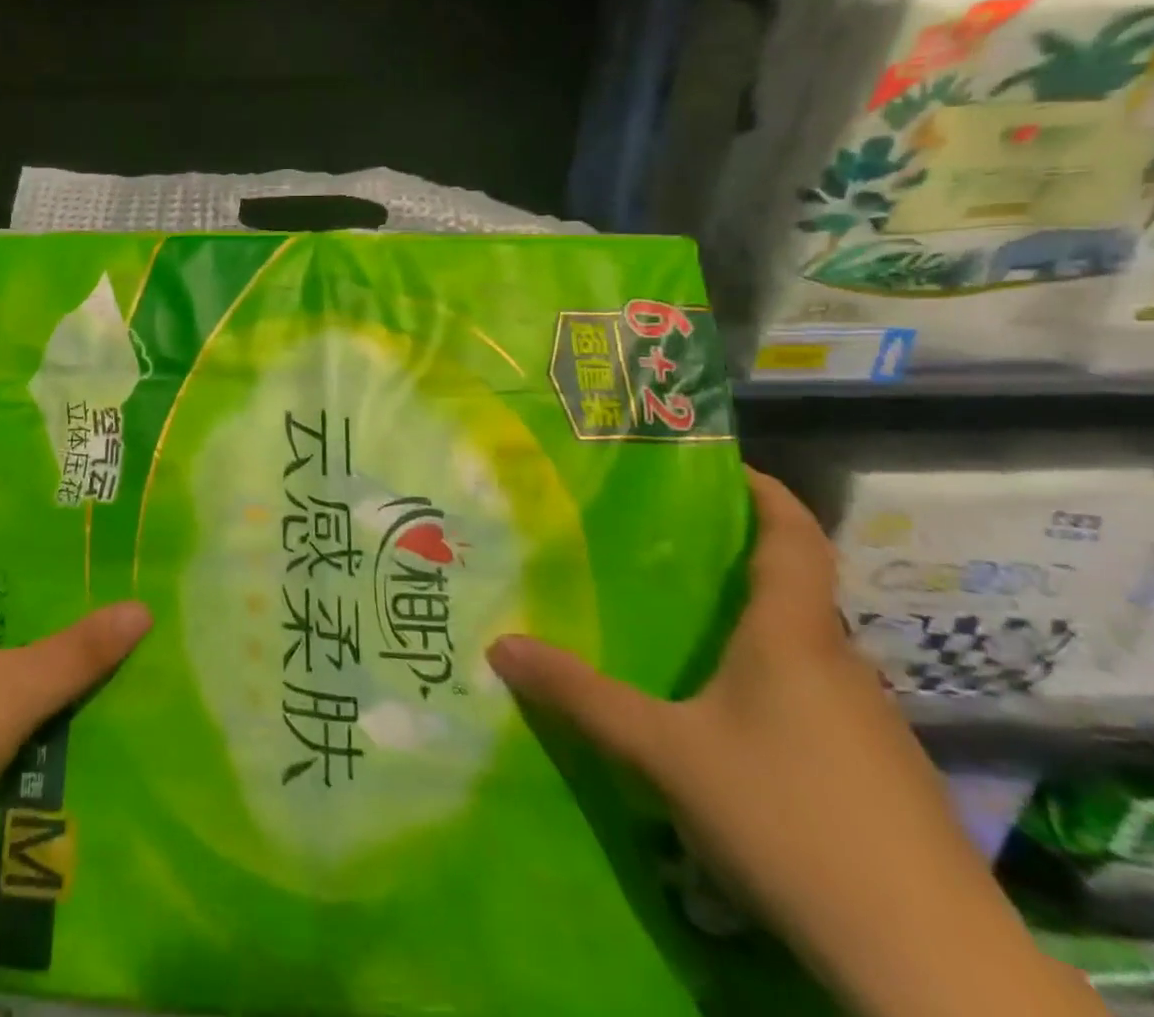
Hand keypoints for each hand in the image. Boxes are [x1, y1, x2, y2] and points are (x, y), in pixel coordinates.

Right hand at [488, 468, 1101, 1016]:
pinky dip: (770, 680)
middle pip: (794, 591)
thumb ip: (581, 696)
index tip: (726, 466)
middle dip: (738, 561)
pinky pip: (814, 697)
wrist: (931, 965)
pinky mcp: (878, 773)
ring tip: (682, 626)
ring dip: (751, 626)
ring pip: (802, 649)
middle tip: (665, 548)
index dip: (767, 493)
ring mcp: (868, 723)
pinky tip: (728, 717)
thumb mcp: (663, 752)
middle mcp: (838, 664)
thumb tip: (499, 646)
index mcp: (793, 637)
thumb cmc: (787, 817)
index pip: (796, 539)